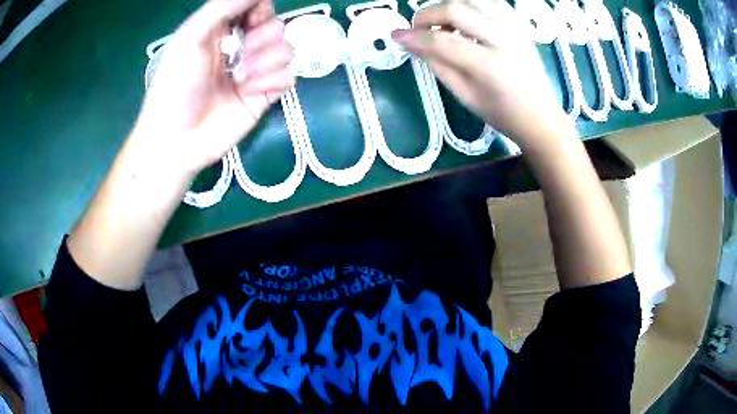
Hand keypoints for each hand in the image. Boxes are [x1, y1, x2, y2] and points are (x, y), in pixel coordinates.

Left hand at [133, 0, 293, 176]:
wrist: (177, 140)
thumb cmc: (175, 85)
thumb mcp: (191, 37)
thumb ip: (223, 6)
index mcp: (222, 29)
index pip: (257, 6)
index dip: (260, 9)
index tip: (251, 20)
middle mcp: (242, 46)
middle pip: (276, 25)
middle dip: (262, 37)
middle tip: (241, 53)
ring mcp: (255, 71)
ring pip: (287, 49)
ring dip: (266, 61)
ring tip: (241, 78)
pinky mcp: (266, 94)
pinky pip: (289, 75)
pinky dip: (272, 81)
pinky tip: (250, 92)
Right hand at [392, 0, 571, 148]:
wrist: (541, 116)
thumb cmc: (502, 113)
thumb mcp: (465, 95)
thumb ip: (436, 64)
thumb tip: (411, 43)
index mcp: (490, 65)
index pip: (442, 41)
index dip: (414, 37)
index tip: (395, 36)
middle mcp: (504, 38)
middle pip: (456, 8)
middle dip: (428, 14)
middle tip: (419, 28)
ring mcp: (514, 27)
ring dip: (449, 6)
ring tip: (443, 24)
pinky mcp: (519, 23)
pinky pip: (489, 1)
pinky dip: (470, 5)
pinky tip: (464, 19)